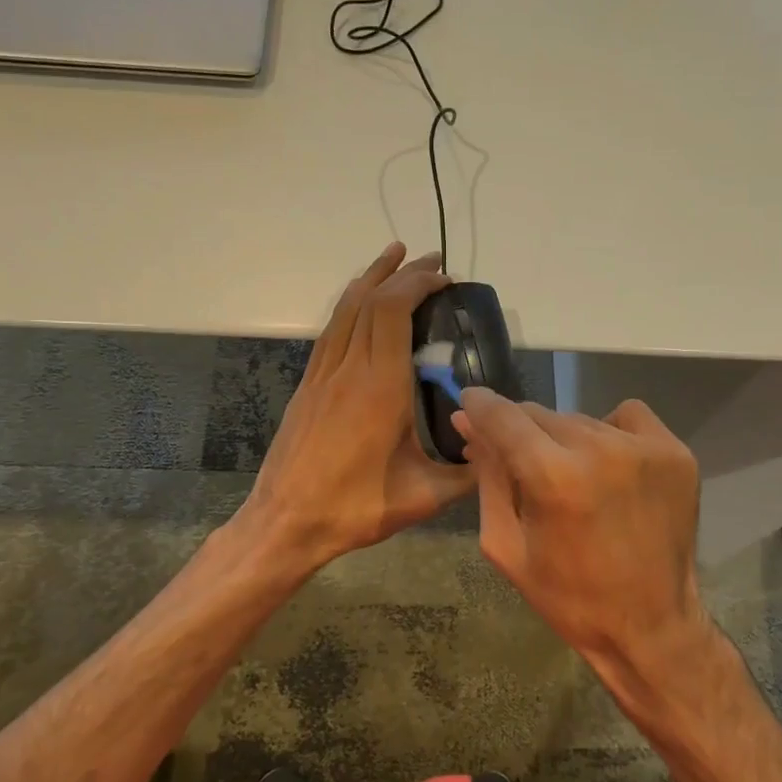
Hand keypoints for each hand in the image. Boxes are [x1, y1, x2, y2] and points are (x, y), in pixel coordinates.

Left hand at [240, 243, 473, 569]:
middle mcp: (349, 370)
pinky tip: (360, 304)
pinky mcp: (308, 386)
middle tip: (431, 260)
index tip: (445, 279)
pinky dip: (349, 306)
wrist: (285, 523)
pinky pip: (331, 331)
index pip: (394, 312)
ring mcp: (322, 375)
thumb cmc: (354, 508)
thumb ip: (466, 473)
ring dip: (370, 279)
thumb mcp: (423, 497)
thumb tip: (497, 452)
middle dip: (401, 272)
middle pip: (370, 300)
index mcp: (380, 388)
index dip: (418, 284)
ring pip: (344, 310)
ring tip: (393, 258)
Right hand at [453, 388, 714, 681]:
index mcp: (553, 478)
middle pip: (539, 414)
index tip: (469, 407)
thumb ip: (487, 479)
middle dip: (519, 432)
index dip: (477, 406)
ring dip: (563, 438)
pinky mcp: (675, 452)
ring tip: (571, 477)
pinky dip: (609, 431)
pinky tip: (608, 465)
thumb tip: (469, 424)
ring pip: (580, 418)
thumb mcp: (506, 545)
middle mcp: (600, 449)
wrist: (651, 626)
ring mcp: (644, 448)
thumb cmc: (568, 597)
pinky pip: (626, 416)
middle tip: (520, 463)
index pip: (501, 415)